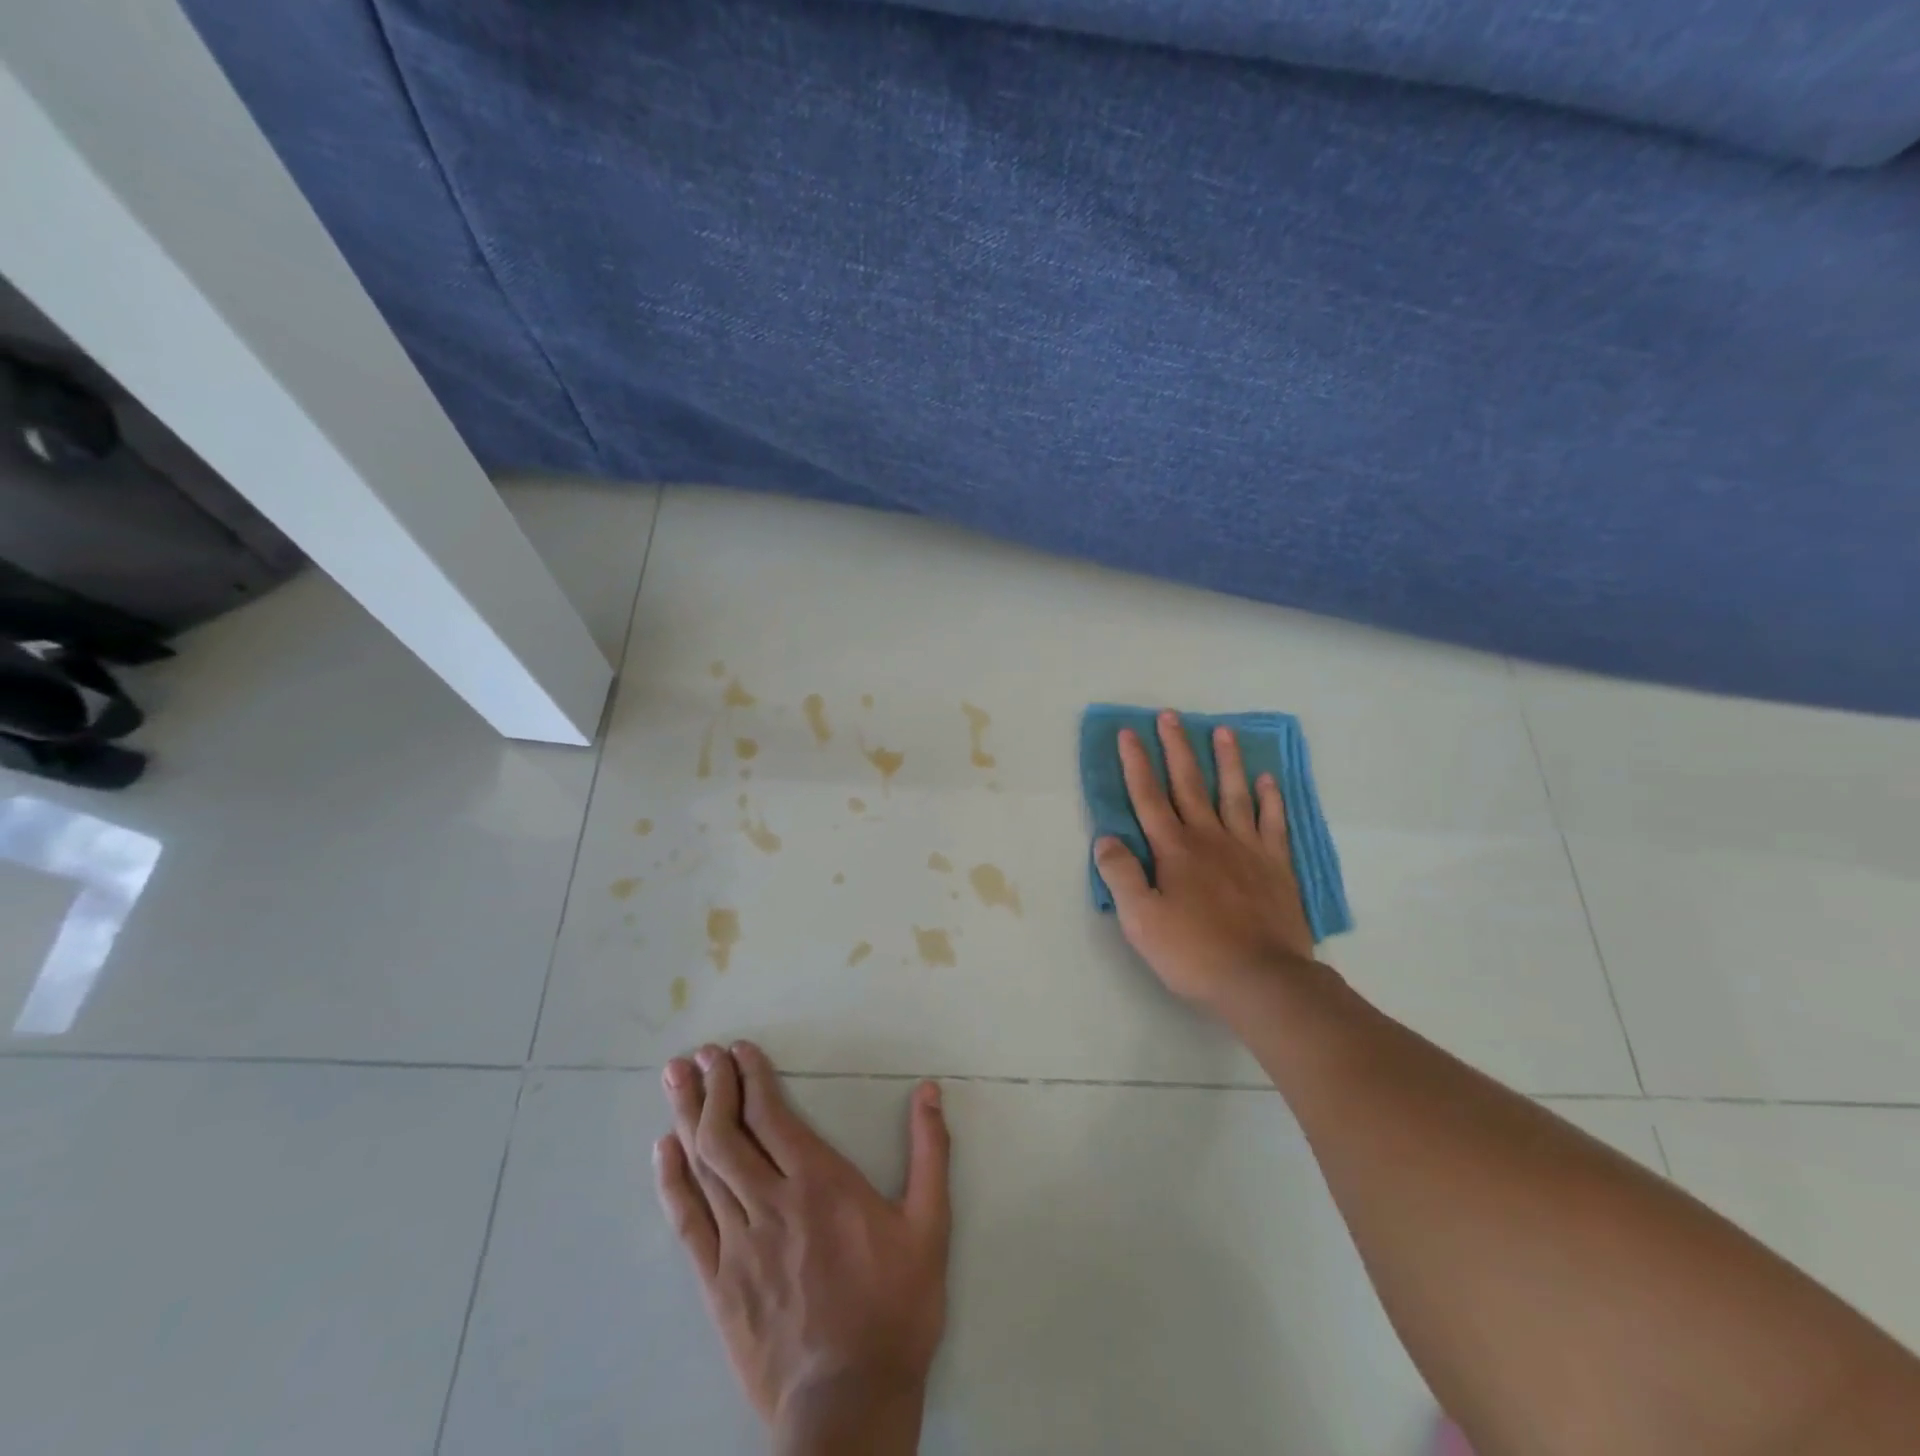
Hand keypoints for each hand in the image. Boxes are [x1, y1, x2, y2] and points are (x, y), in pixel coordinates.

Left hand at [654, 1042, 950, 1446]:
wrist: (847, 1408)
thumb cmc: (894, 1311)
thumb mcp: (930, 1227)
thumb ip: (930, 1153)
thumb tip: (929, 1090)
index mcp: (819, 1183)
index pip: (771, 1114)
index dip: (750, 1076)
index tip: (737, 1049)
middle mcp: (771, 1203)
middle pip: (728, 1132)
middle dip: (712, 1086)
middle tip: (698, 1055)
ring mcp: (738, 1244)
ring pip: (703, 1167)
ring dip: (688, 1117)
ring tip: (674, 1081)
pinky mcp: (718, 1284)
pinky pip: (687, 1222)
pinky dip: (672, 1181)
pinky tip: (663, 1150)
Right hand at [1094, 711, 1318, 1008]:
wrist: (1263, 981)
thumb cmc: (1194, 952)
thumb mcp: (1141, 919)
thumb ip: (1121, 875)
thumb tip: (1105, 838)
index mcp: (1174, 849)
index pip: (1148, 797)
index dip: (1136, 764)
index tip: (1128, 733)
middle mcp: (1209, 838)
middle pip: (1189, 784)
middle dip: (1176, 748)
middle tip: (1170, 715)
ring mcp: (1247, 849)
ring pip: (1234, 793)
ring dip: (1226, 761)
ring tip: (1222, 731)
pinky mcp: (1276, 866)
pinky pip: (1273, 823)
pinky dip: (1270, 799)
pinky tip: (1268, 780)